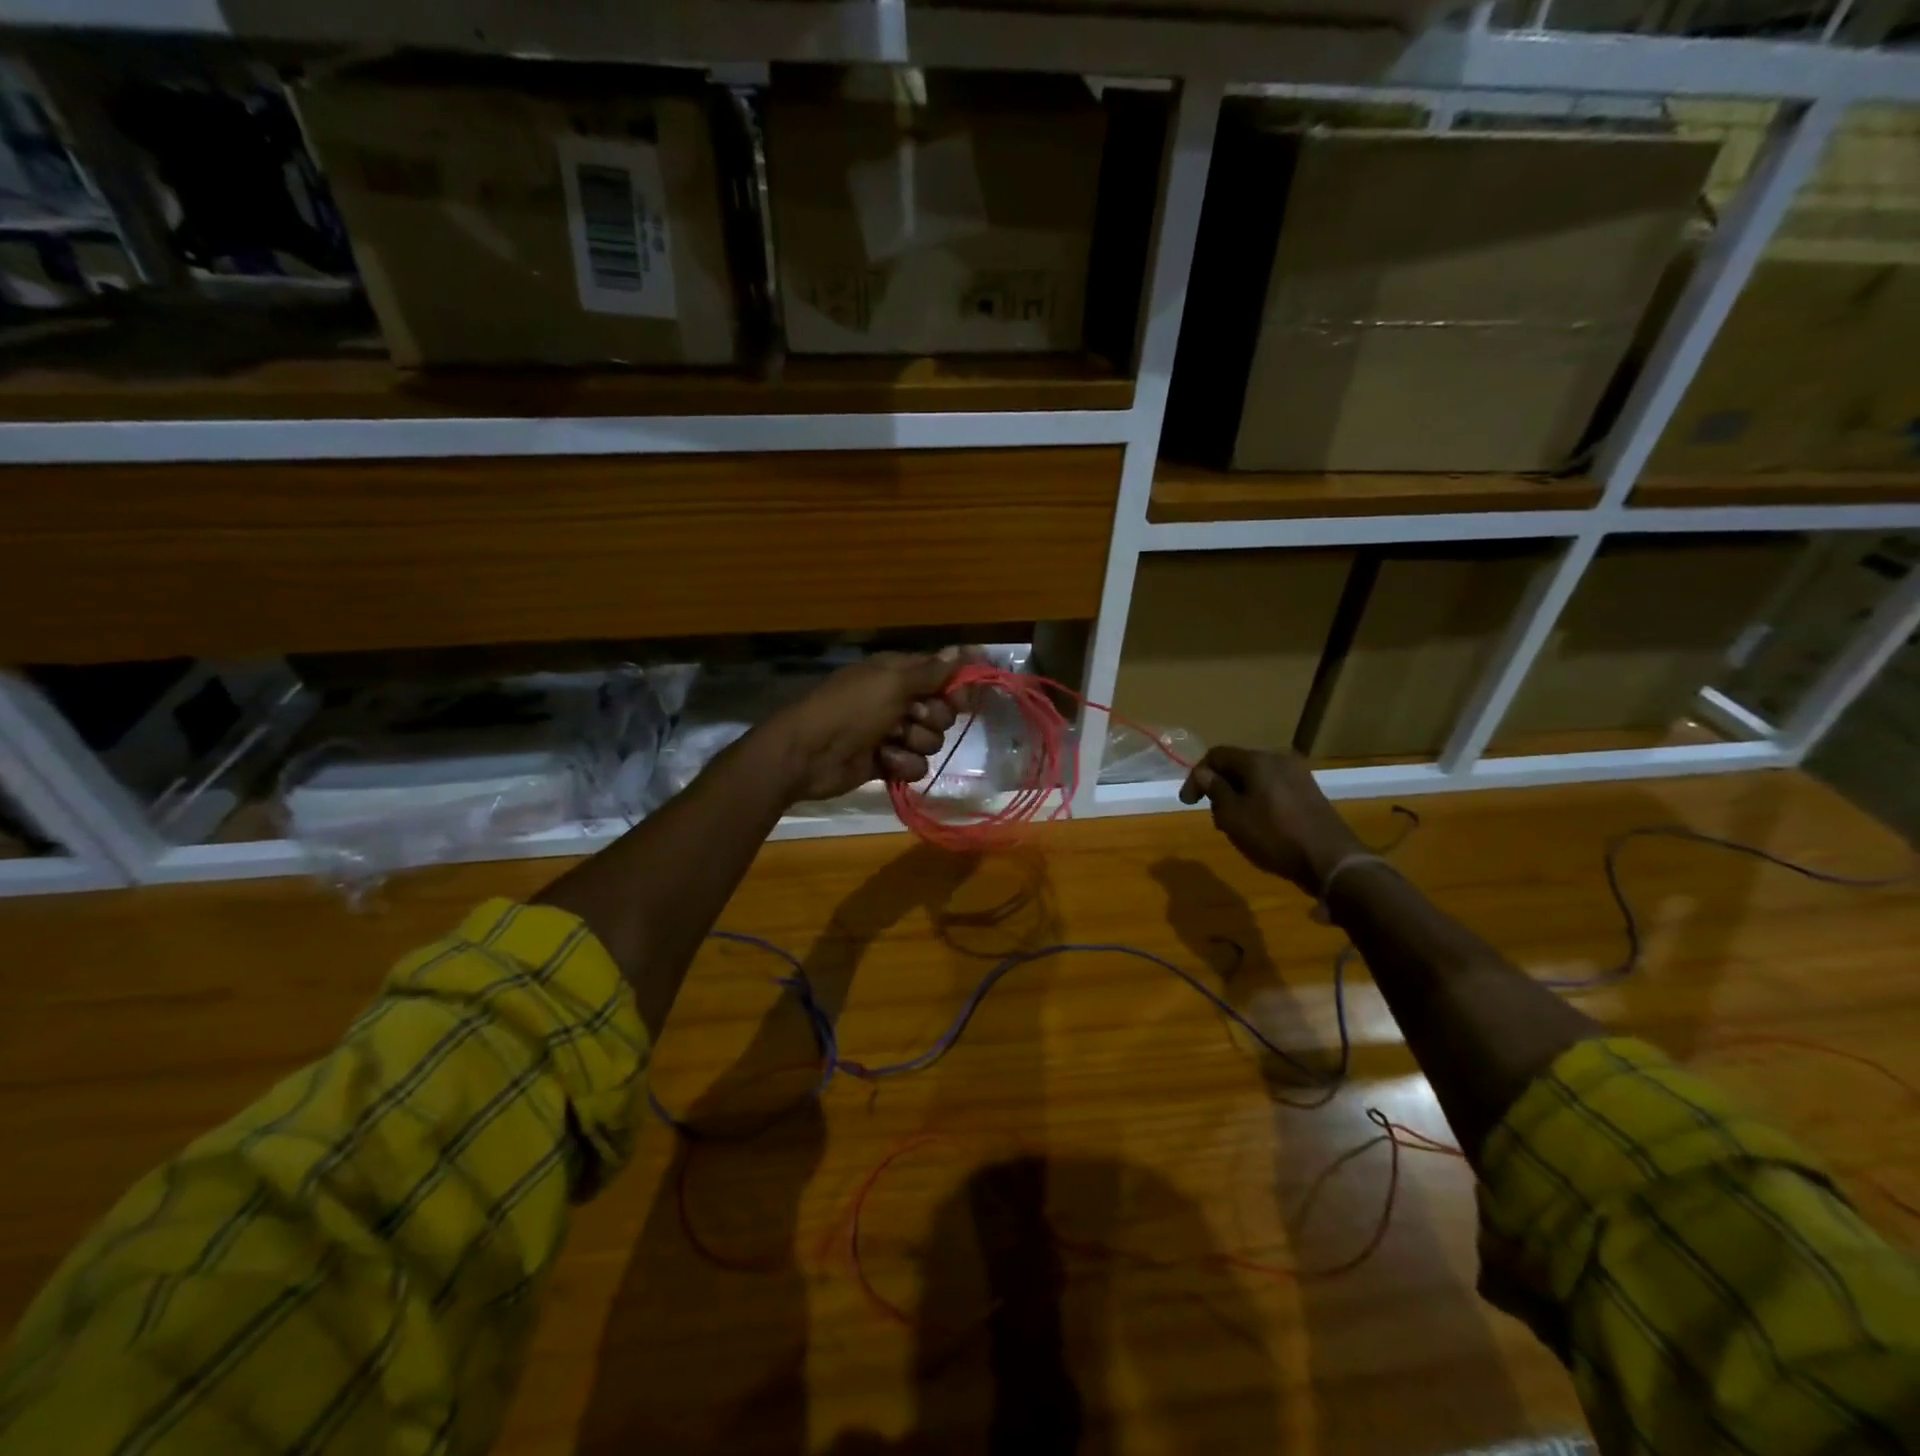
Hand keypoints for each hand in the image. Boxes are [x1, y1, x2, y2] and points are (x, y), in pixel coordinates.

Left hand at [765, 649, 966, 802]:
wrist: (809, 755)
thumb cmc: (850, 710)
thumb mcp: (891, 683)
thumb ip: (930, 671)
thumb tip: (962, 650)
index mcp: (896, 673)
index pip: (940, 674)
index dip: (954, 687)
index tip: (960, 699)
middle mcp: (897, 699)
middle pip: (941, 711)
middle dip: (931, 718)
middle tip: (911, 717)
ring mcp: (892, 733)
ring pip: (931, 741)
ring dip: (913, 743)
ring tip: (888, 742)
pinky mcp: (887, 762)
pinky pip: (916, 765)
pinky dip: (902, 764)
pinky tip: (883, 761)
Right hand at [1178, 746, 1363, 895]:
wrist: (1331, 860)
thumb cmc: (1274, 836)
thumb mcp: (1233, 816)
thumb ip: (1215, 790)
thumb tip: (1204, 773)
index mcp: (1257, 760)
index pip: (1217, 755)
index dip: (1197, 775)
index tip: (1188, 803)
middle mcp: (1279, 760)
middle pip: (1238, 766)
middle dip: (1220, 787)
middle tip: (1214, 816)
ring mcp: (1299, 776)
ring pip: (1256, 779)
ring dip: (1239, 796)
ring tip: (1235, 825)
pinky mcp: (1310, 793)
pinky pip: (1274, 789)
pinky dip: (1259, 801)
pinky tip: (1259, 826)